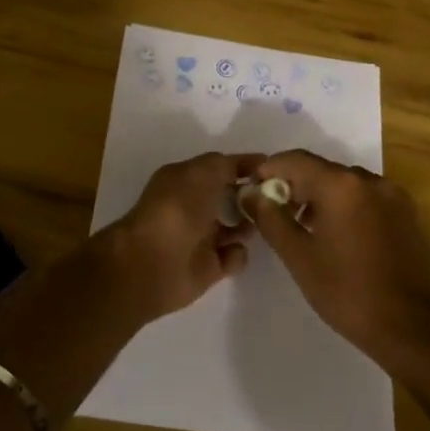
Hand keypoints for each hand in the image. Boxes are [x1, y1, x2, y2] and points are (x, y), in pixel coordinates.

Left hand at [103, 153, 260, 320]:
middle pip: (231, 198)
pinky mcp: (209, 267)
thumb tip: (252, 163)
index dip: (246, 167)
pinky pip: (234, 257)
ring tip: (264, 224)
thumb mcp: (203, 171)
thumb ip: (229, 164)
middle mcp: (193, 206)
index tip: (274, 170)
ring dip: (251, 225)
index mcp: (186, 180)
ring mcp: (201, 237)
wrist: (153, 261)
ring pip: (237, 227)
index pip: (221, 169)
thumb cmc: (178, 208)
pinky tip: (233, 250)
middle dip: (253, 197)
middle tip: (276, 199)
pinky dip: (238, 254)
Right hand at [241, 150, 429, 367]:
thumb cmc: (345, 291)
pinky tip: (338, 235)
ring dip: (321, 196)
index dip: (269, 170)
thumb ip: (270, 218)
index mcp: (341, 185)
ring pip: (345, 183)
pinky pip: (367, 197)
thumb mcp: (298, 256)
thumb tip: (250, 193)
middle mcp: (370, 180)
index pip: (295, 160)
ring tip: (305, 227)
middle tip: (275, 212)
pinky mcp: (407, 213)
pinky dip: (346, 205)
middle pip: (322, 169)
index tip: (253, 190)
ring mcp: (393, 196)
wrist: (408, 327)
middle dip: (295, 185)